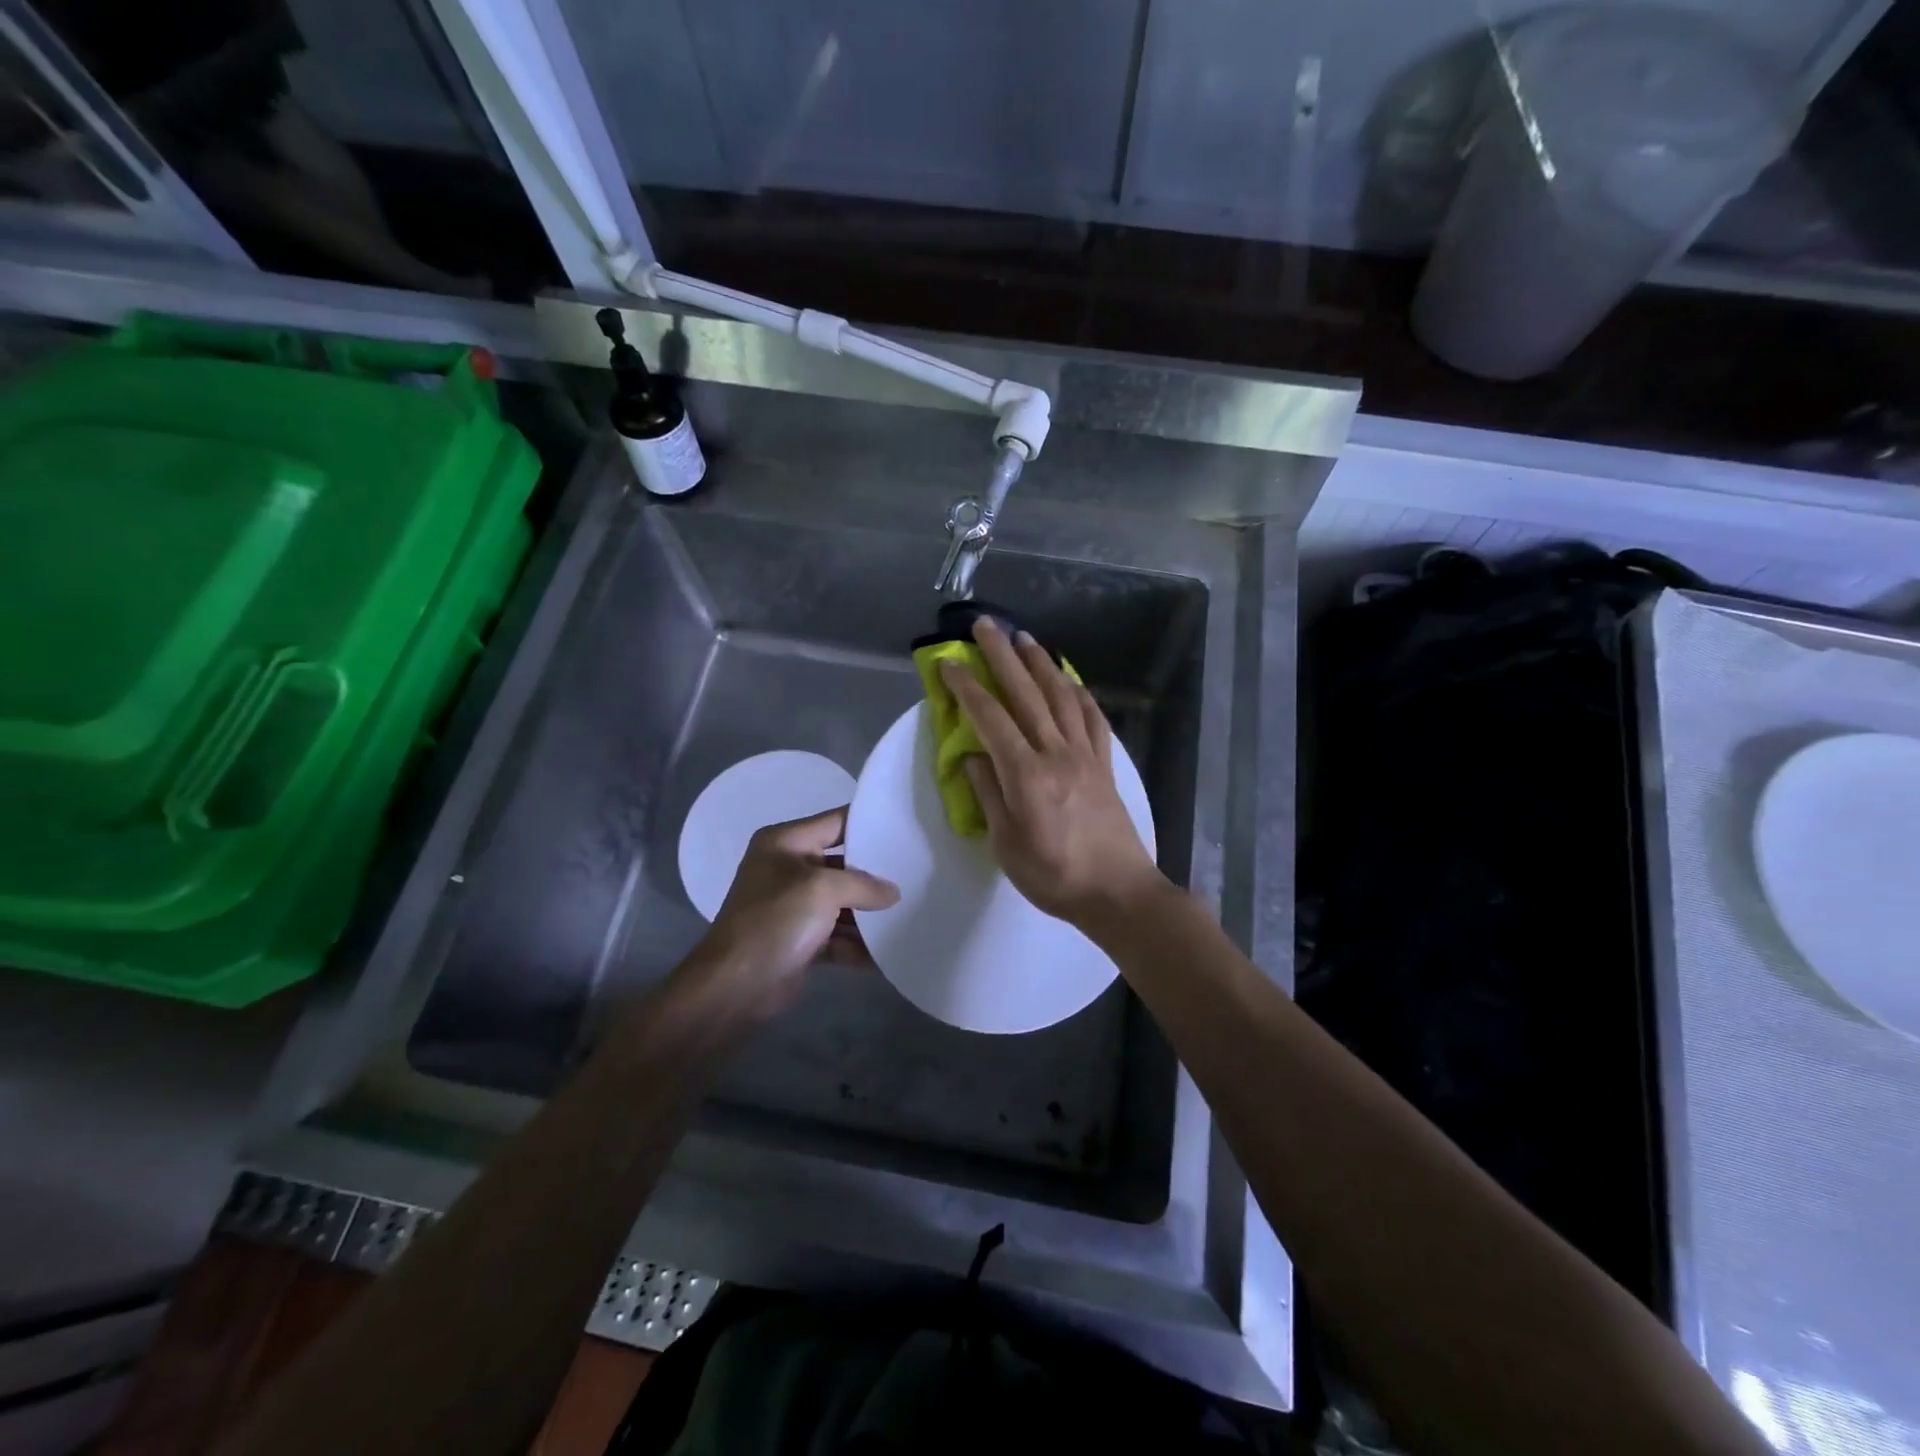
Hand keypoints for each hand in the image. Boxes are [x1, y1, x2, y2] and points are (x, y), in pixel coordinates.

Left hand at [682, 806, 898, 1021]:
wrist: (735, 988)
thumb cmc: (775, 921)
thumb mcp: (822, 890)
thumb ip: (863, 885)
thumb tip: (893, 892)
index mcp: (785, 843)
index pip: (835, 822)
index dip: (869, 824)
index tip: (907, 829)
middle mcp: (788, 869)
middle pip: (843, 864)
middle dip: (875, 874)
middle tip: (916, 874)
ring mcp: (794, 906)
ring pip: (843, 902)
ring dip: (869, 914)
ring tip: (909, 914)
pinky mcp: (801, 940)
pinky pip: (838, 935)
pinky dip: (858, 944)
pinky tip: (886, 954)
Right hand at [940, 618, 1165, 926]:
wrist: (1118, 892)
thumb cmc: (1054, 876)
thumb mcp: (1005, 845)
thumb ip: (988, 795)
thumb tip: (972, 757)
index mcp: (1025, 775)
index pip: (990, 719)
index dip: (967, 688)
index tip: (949, 663)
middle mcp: (1056, 753)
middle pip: (1026, 694)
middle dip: (1002, 656)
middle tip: (985, 625)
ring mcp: (1085, 755)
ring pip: (1061, 696)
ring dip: (1041, 663)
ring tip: (1024, 638)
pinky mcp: (1105, 763)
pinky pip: (1092, 718)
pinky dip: (1079, 692)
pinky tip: (1070, 679)